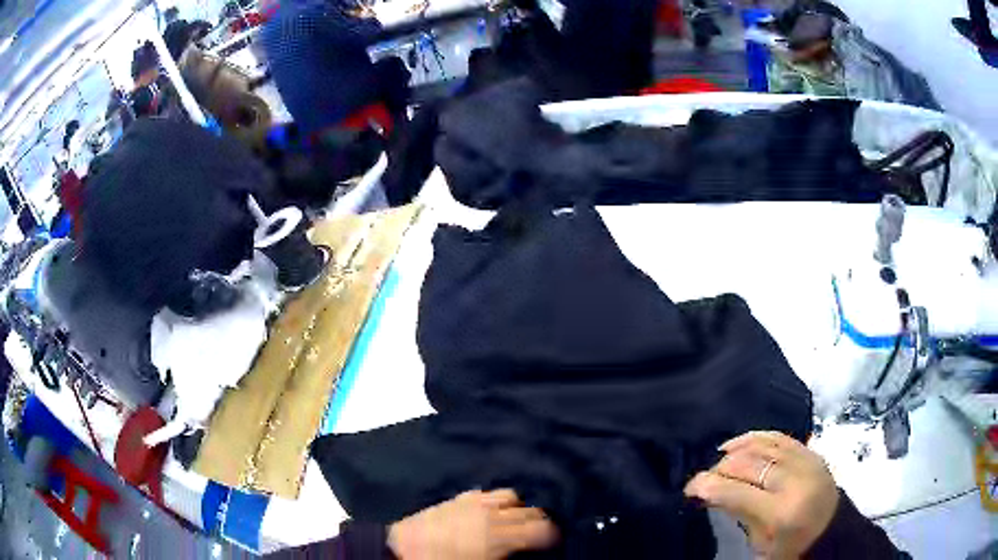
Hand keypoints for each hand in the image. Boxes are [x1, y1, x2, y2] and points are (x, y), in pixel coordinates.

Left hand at [388, 489, 558, 559]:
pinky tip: (490, 512)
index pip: (541, 529)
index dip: (553, 535)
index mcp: (498, 536)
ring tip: (515, 522)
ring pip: (510, 495)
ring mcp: (473, 503)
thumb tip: (522, 553)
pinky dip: (495, 501)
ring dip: (518, 508)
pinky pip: (486, 493)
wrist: (401, 551)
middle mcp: (490, 514)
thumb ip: (508, 556)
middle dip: (540, 522)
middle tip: (539, 535)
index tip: (555, 542)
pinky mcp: (457, 499)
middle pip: (531, 511)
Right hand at [684, 431, 838, 559]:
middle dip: (720, 468)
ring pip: (763, 445)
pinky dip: (756, 437)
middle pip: (749, 464)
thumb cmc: (792, 547)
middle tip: (704, 478)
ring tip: (719, 458)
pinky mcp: (812, 452)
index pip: (738, 492)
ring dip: (736, 450)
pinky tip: (740, 443)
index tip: (689, 487)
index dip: (709, 486)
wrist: (831, 531)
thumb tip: (712, 491)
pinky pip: (780, 436)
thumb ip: (739, 513)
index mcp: (782, 512)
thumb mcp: (761, 542)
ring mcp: (807, 461)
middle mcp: (796, 481)